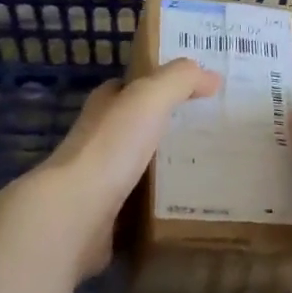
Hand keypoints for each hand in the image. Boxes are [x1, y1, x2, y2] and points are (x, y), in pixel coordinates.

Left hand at [36, 59, 220, 274]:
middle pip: (140, 126)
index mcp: (105, 106)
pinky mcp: (109, 215)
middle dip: (172, 126)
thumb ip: (180, 80)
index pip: (133, 86)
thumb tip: (212, 77)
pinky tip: (193, 203)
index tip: (200, 89)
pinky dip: (165, 202)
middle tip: (215, 130)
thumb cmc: (111, 147)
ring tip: (213, 167)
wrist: (75, 213)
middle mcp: (100, 139)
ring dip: (171, 166)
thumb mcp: (149, 97)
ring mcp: (102, 180)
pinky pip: (145, 204)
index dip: (162, 83)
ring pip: (144, 166)